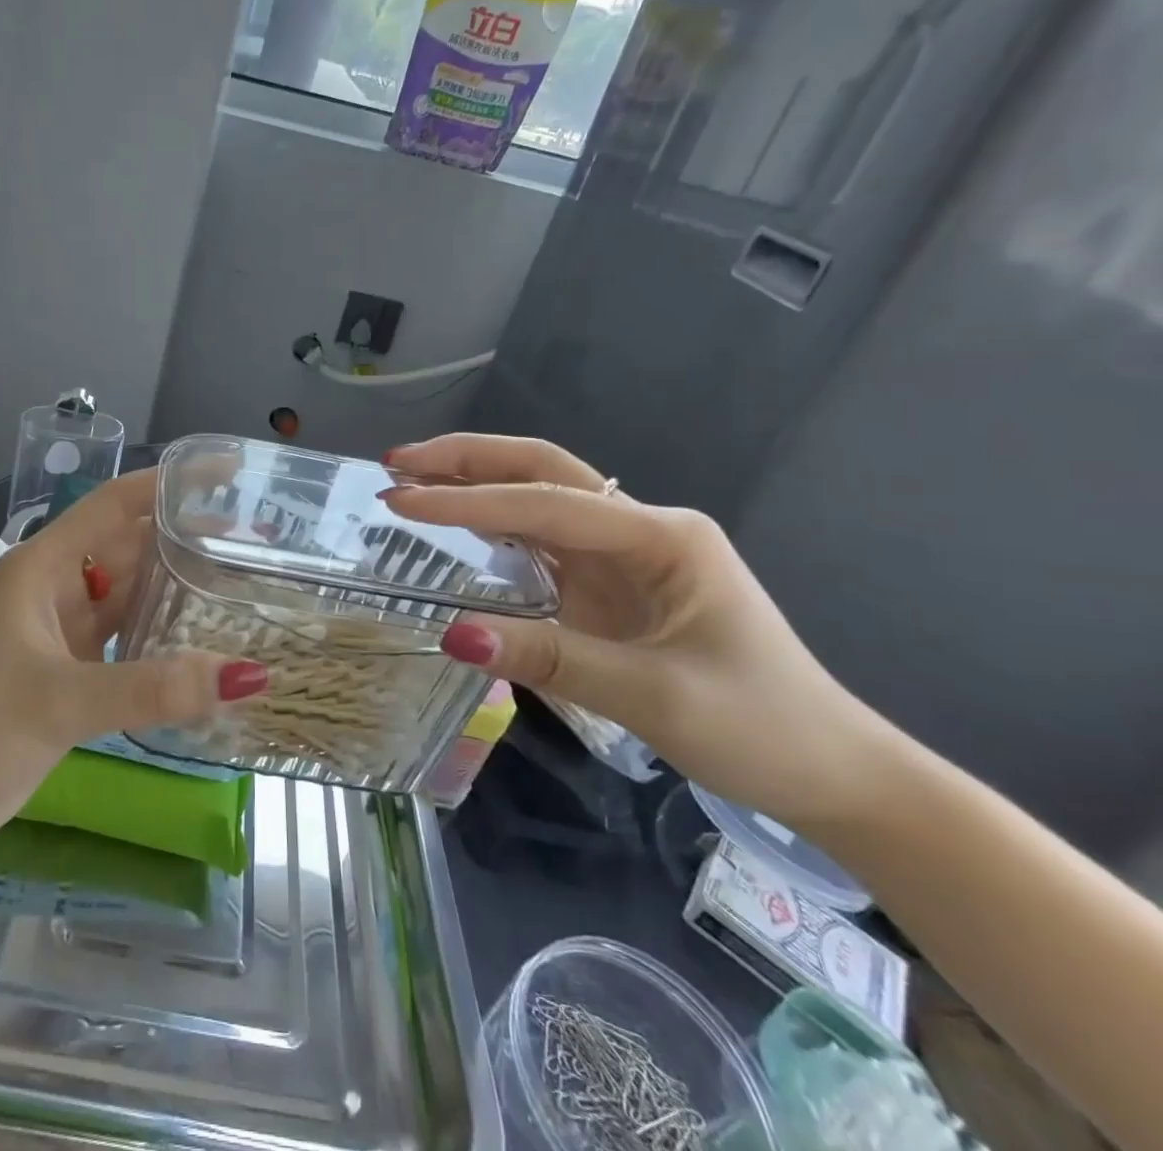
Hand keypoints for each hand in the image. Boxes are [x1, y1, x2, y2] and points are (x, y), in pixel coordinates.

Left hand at [0, 470, 266, 877]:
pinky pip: (127, 639)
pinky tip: (202, 641)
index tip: (226, 475)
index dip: (168, 483)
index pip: (115, 504)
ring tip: (240, 580)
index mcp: (43, 567)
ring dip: (177, 585)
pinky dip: (163, 636)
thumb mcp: (59, 701)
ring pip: (131, 593)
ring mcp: (63, 632)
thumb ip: (151, 689)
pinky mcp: (69, 673)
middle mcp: (56, 588)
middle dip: (185, 535)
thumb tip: (247, 676)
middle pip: (130, 545)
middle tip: (254, 538)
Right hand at [383, 434, 892, 827]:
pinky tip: (457, 522)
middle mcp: (640, 528)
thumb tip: (454, 635)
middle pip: (543, 469)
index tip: (400, 501)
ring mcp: (625, 553)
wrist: (831, 769)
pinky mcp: (612, 581)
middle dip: (468, 460)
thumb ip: (552, 660)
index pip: (546, 503)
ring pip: (539, 497)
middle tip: (398, 464)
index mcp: (661, 537)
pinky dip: (493, 522)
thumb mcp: (654, 697)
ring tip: (412, 481)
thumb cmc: (759, 728)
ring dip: (475, 484)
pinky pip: (543, 537)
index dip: (468, 501)